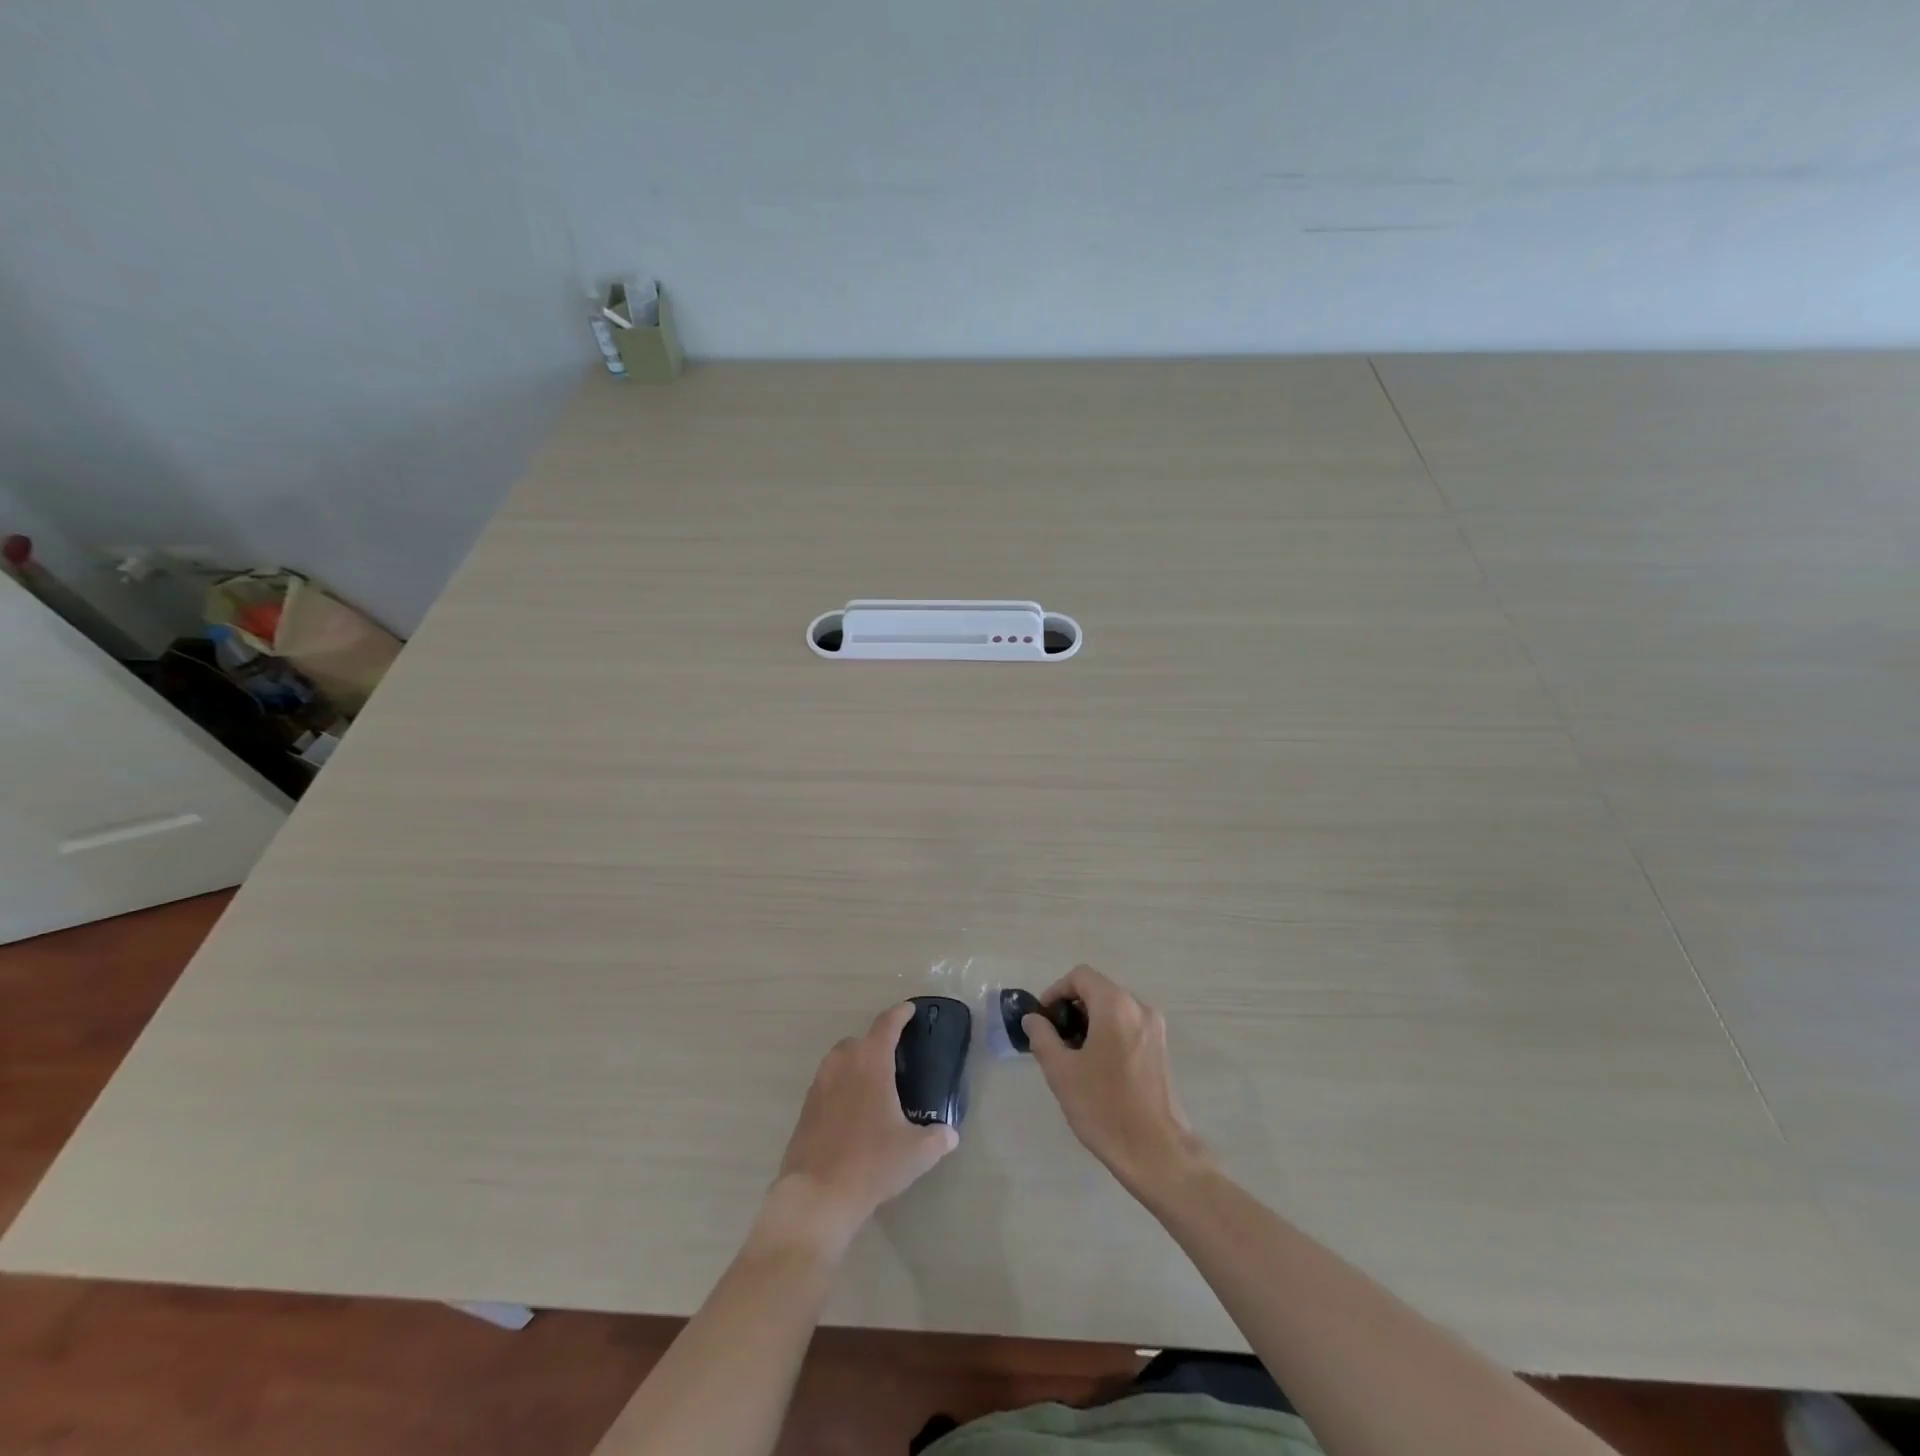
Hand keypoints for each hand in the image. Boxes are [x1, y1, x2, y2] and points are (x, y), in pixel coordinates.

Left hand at [759, 1003, 958, 1256]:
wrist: (817, 1196)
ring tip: (874, 1087)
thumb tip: (950, 1134)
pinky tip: (853, 1113)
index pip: (886, 1025)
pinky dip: (842, 1088)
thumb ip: (937, 1138)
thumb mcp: (916, 1153)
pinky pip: (828, 1085)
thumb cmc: (871, 1163)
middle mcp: (842, 1064)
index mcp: (870, 1062)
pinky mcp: (805, 1109)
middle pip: (860, 1041)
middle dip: (876, 1044)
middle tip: (895, 1061)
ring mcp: (819, 1085)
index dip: (900, 1014)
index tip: (909, 1010)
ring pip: (840, 1062)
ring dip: (856, 1065)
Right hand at [1023, 965, 1209, 1194]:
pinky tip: (1097, 1068)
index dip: (1056, 991)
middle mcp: (1139, 1008)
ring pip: (1114, 1010)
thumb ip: (1042, 1037)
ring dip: (1090, 1022)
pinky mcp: (1162, 1050)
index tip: (1043, 1019)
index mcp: (1115, 1005)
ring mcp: (1155, 1029)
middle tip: (1054, 1040)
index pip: (1080, 976)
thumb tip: (1033, 1019)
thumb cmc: (1104, 1108)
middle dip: (1072, 1009)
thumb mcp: (1061, 1072)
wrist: (1157, 1152)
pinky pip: (1128, 1027)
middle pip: (1098, 990)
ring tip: (1073, 1057)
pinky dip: (1109, 1034)